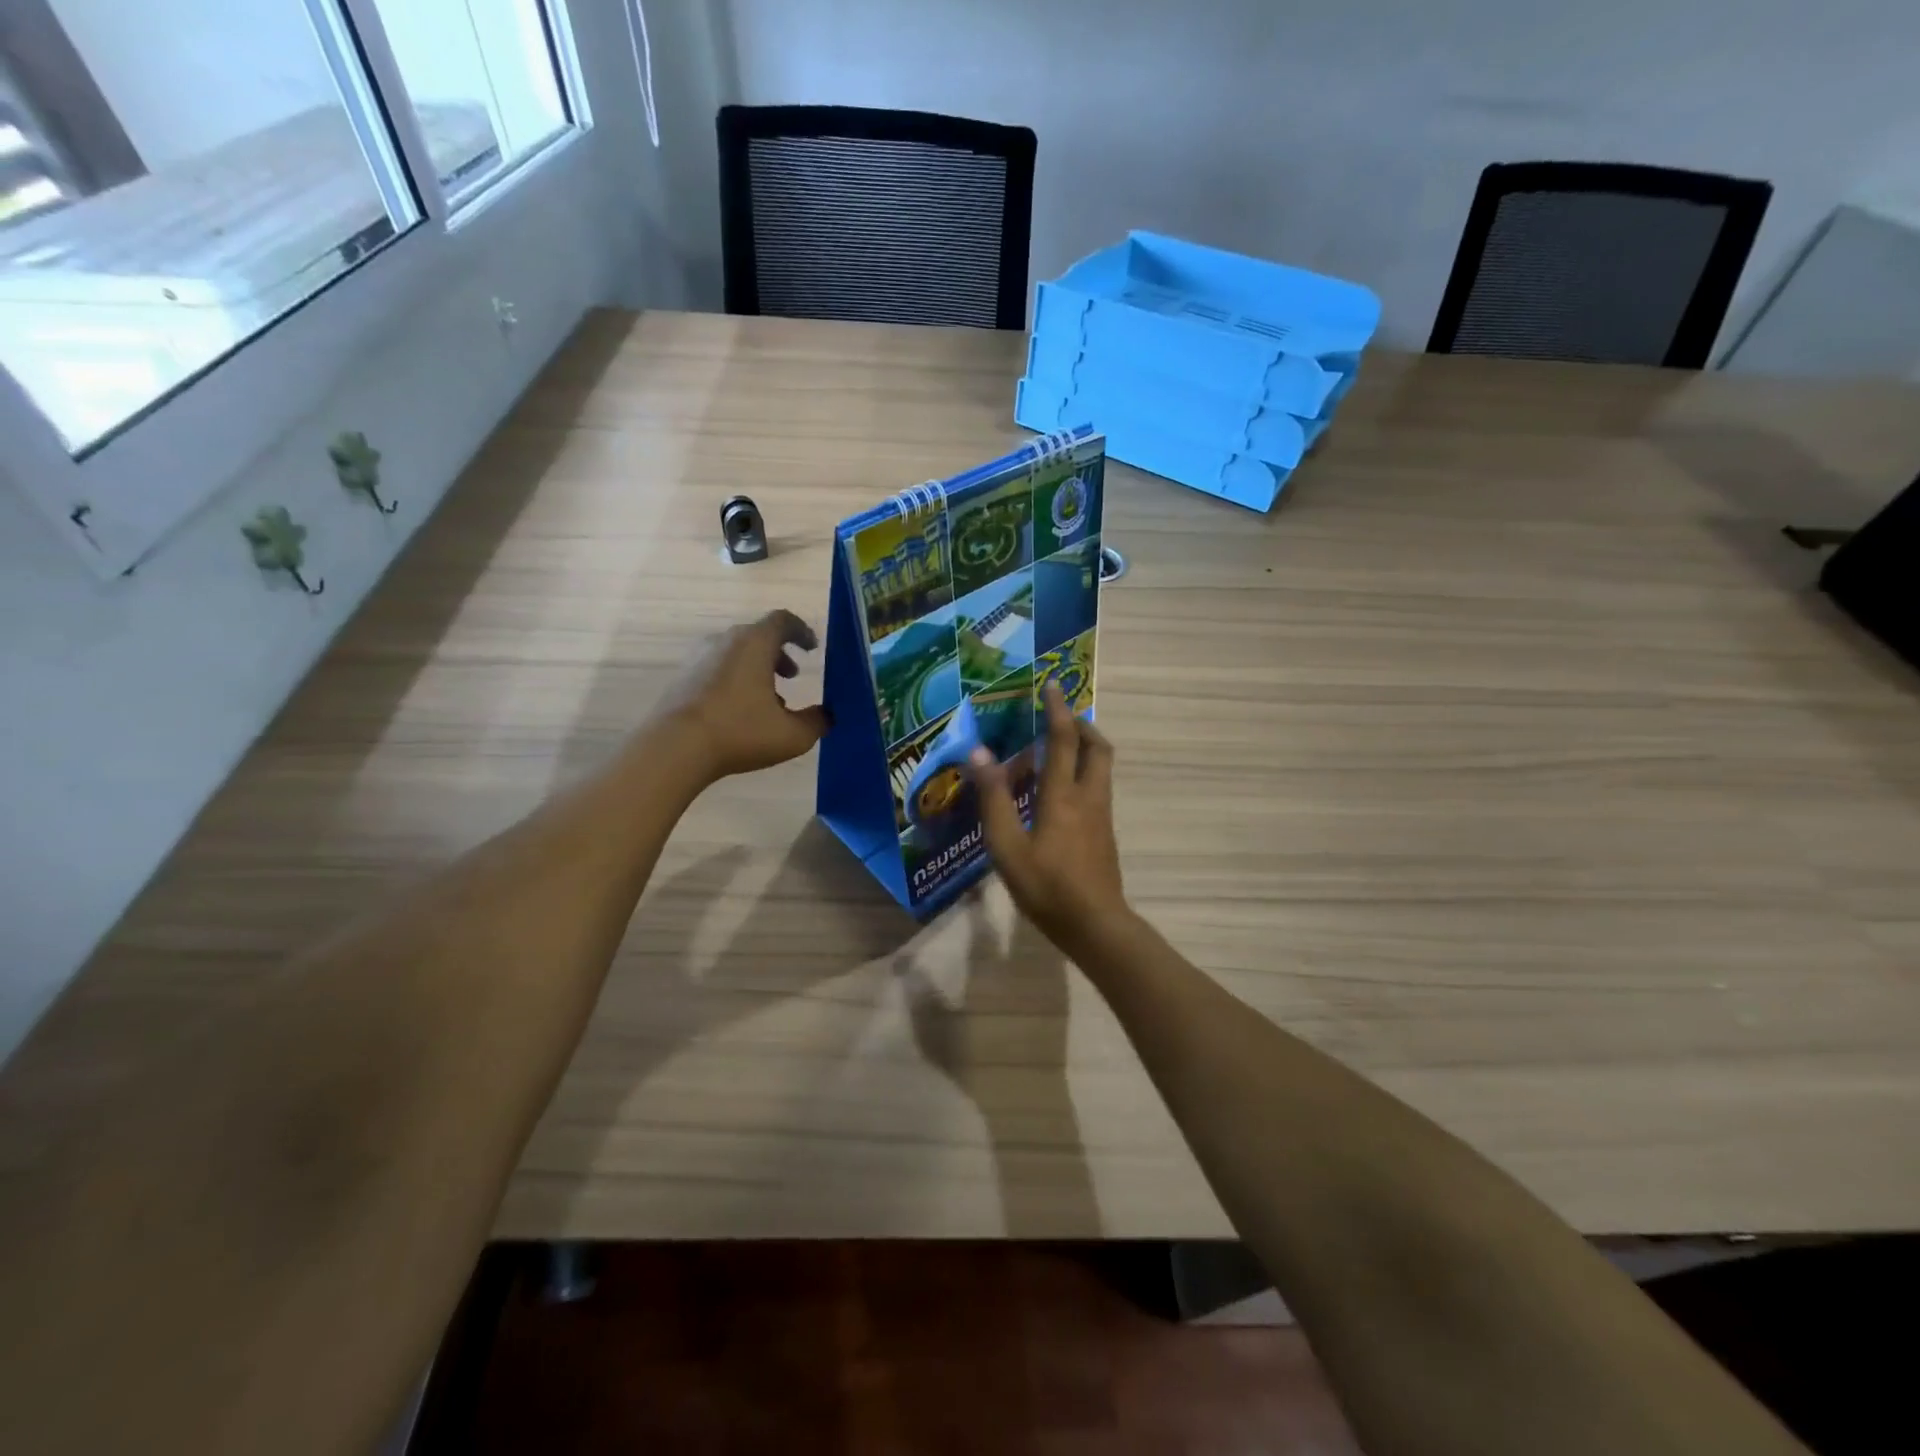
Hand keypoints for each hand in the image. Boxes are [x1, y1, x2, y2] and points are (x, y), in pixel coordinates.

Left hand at [659, 609, 829, 781]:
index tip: (813, 648)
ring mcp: (699, 658)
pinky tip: (741, 713)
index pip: (783, 620)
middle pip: (758, 636)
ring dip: (757, 670)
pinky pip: (717, 669)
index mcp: (755, 643)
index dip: (802, 631)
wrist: (674, 747)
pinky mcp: (683, 677)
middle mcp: (725, 641)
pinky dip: (735, 681)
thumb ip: (817, 722)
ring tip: (769, 702)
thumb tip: (827, 716)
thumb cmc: (739, 731)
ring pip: (737, 654)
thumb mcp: (792, 735)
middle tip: (793, 677)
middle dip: (779, 654)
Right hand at [968, 681, 1127, 948]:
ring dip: (1084, 748)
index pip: (1063, 739)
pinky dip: (1082, 773)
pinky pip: (1097, 787)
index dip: (1057, 709)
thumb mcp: (1007, 846)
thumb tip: (979, 753)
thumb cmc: (1046, 887)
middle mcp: (1088, 797)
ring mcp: (1102, 815)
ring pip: (1101, 767)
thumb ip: (993, 799)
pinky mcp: (1105, 833)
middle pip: (1097, 747)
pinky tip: (1060, 792)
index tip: (1051, 685)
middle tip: (1059, 718)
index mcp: (1063, 795)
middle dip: (1082, 725)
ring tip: (1056, 749)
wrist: (1095, 925)